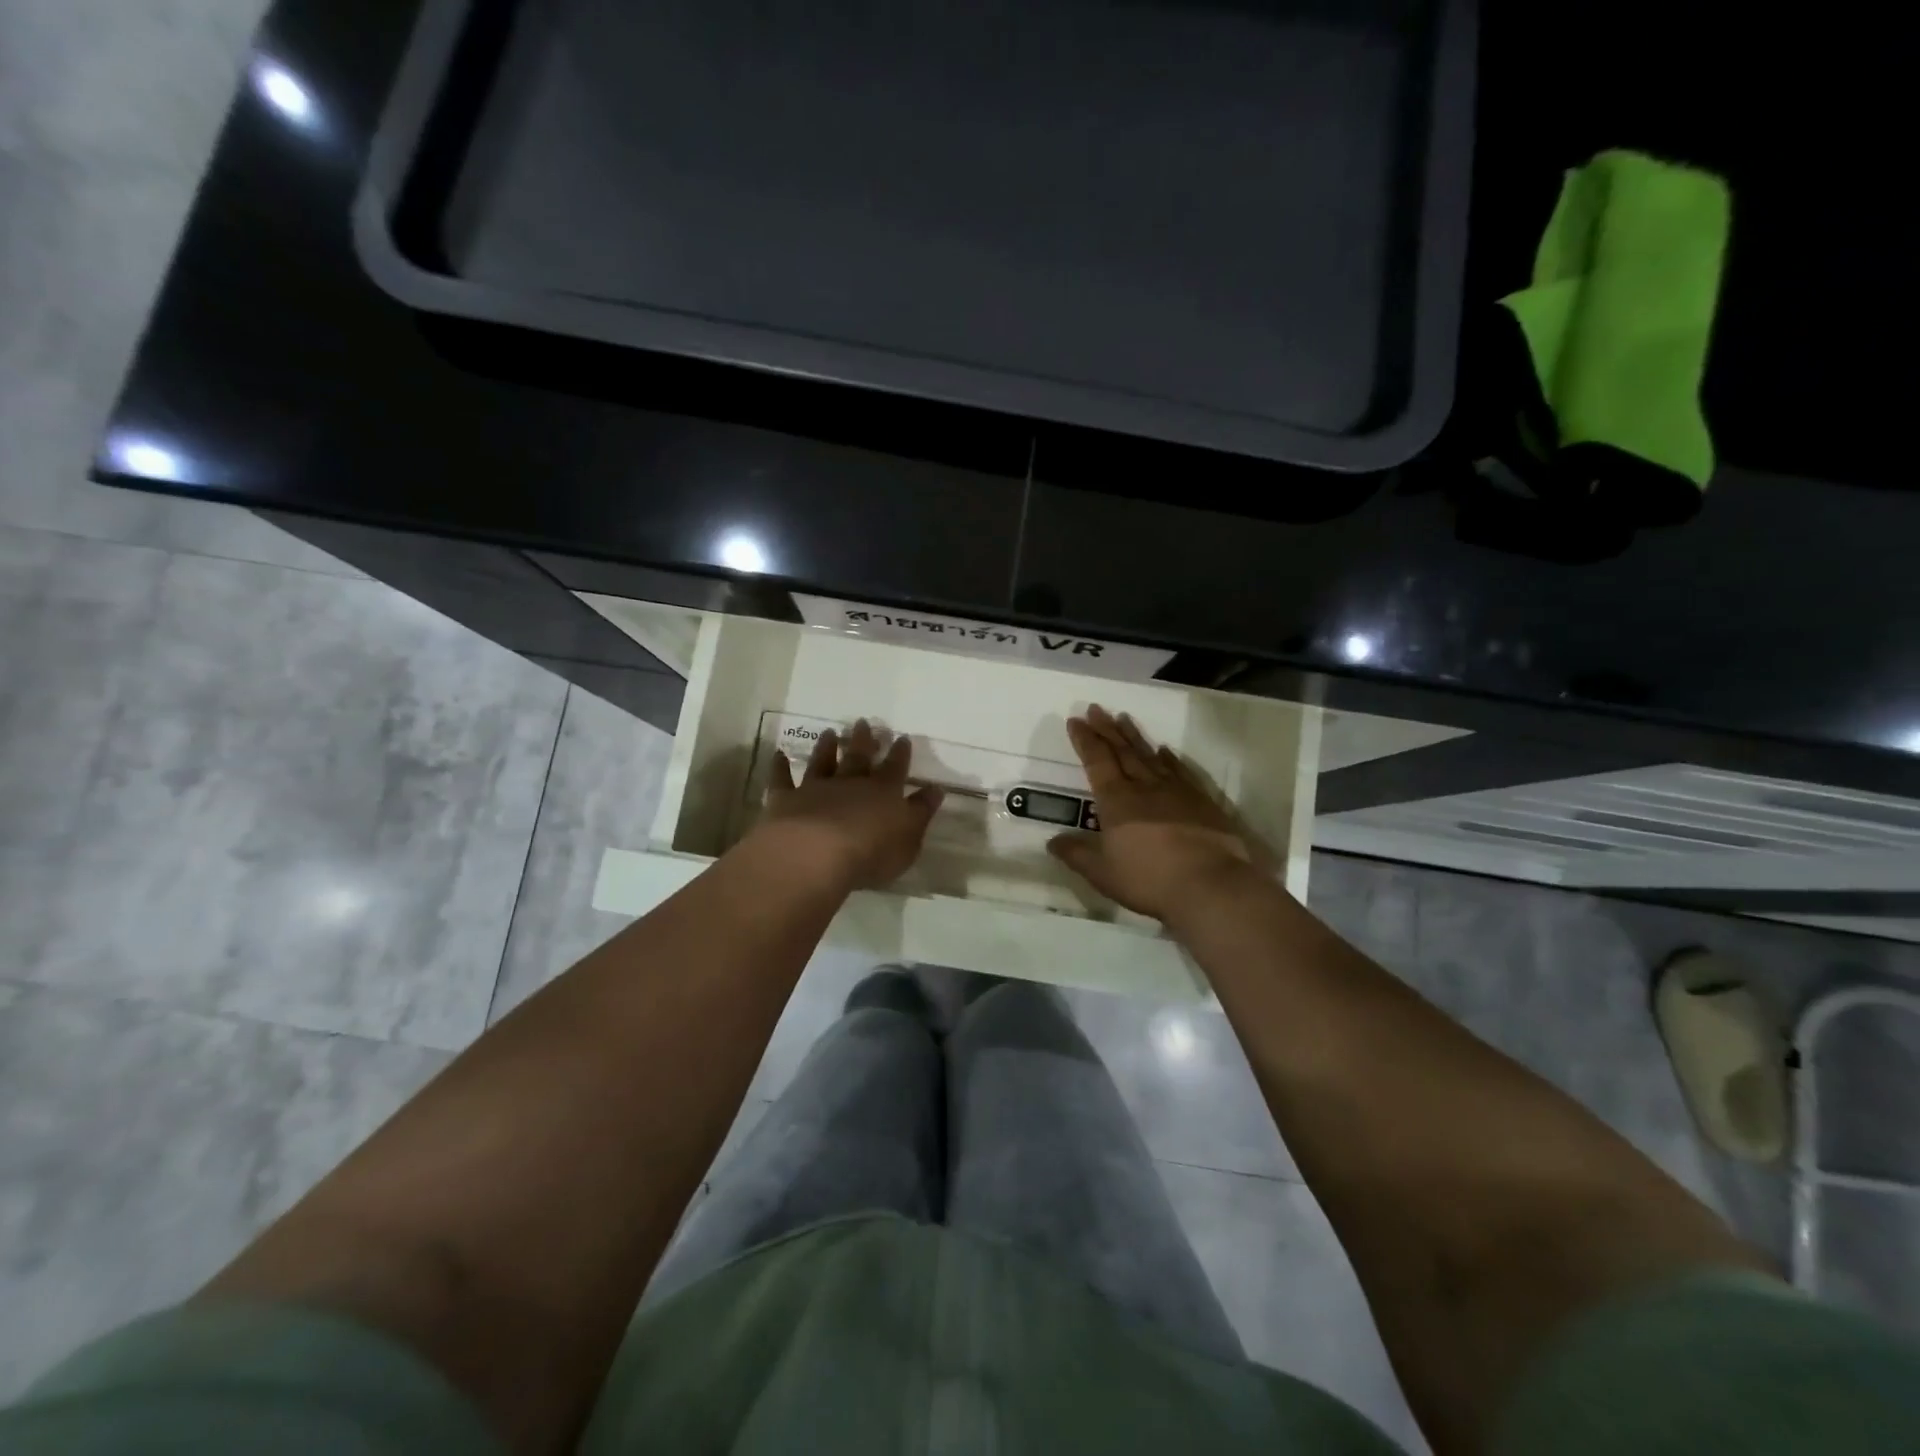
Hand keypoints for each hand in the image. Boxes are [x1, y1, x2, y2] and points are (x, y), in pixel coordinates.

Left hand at [759, 719, 944, 890]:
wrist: (815, 854)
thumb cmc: (871, 853)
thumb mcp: (909, 839)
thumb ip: (921, 813)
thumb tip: (935, 790)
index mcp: (883, 792)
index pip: (895, 768)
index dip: (900, 753)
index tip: (902, 737)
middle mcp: (850, 783)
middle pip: (858, 757)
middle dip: (864, 740)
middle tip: (863, 722)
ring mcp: (816, 789)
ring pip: (822, 762)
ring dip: (826, 747)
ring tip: (830, 732)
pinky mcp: (786, 799)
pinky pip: (782, 779)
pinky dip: (780, 767)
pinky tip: (778, 755)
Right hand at [1047, 704, 1262, 919]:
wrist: (1210, 885)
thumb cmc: (1148, 879)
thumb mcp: (1102, 873)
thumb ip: (1076, 854)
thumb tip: (1052, 841)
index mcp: (1116, 800)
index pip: (1097, 761)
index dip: (1085, 740)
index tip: (1075, 720)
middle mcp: (1144, 787)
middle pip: (1122, 751)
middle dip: (1106, 729)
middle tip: (1096, 708)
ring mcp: (1176, 791)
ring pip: (1150, 755)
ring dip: (1134, 736)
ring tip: (1123, 717)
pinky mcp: (1201, 801)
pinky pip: (1179, 771)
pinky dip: (1169, 758)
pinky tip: (1165, 750)